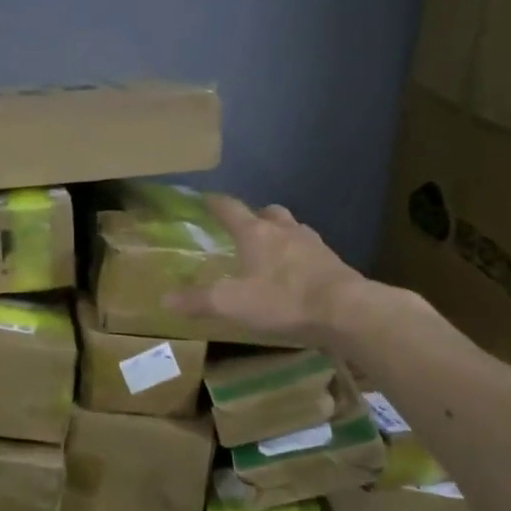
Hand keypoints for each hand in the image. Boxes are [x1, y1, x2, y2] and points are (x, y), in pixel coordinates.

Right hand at [162, 194, 381, 347]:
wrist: (346, 311)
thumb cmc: (283, 300)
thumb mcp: (232, 304)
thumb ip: (198, 301)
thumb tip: (165, 298)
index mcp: (256, 233)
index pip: (230, 208)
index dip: (216, 203)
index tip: (206, 199)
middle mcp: (285, 231)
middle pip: (269, 212)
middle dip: (256, 216)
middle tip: (245, 228)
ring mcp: (314, 245)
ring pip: (293, 229)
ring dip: (281, 234)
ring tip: (272, 251)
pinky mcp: (334, 264)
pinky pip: (312, 252)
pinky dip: (301, 257)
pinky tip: (298, 274)